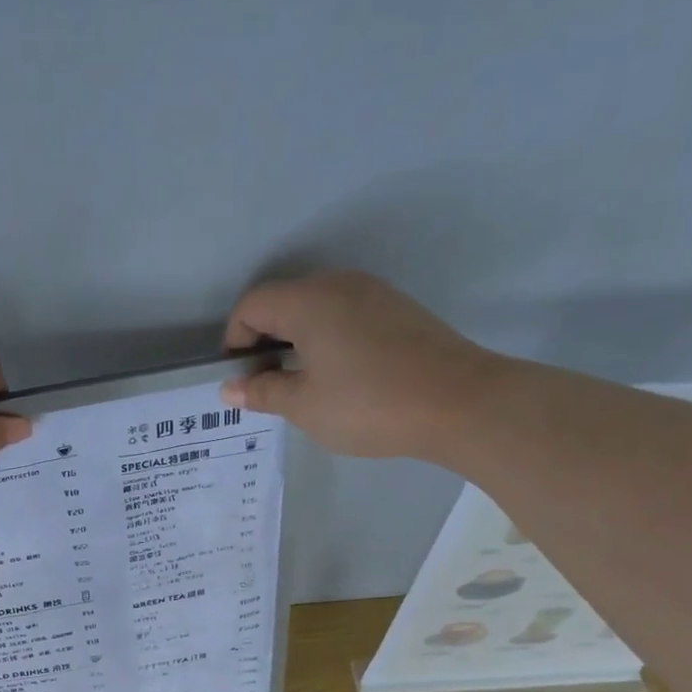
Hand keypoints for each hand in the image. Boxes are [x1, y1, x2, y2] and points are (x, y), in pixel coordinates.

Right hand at [221, 271, 501, 462]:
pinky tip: (341, 377)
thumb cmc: (370, 405)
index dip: (235, 341)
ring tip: (303, 385)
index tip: (241, 380)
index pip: (252, 305)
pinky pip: (345, 315)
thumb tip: (230, 387)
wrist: (461, 402)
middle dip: (264, 341)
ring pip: (315, 309)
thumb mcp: (305, 406)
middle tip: (268, 386)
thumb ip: (263, 391)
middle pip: (283, 302)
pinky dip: (327, 339)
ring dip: (296, 341)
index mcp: (309, 301)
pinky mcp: (398, 309)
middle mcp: (338, 284)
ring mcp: (373, 293)